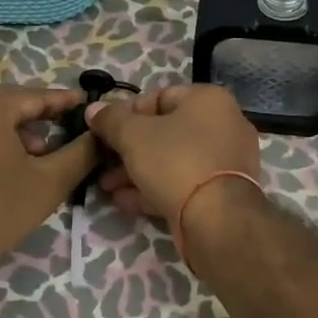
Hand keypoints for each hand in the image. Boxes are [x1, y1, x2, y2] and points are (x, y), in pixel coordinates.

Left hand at [0, 85, 98, 282]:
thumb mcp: (51, 181)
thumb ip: (81, 153)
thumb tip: (100, 135)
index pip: (35, 95)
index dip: (64, 100)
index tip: (88, 104)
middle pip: (11, 103)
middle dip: (42, 112)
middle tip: (69, 123)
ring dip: (20, 129)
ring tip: (44, 152)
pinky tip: (15, 166)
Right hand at [88, 85, 261, 226]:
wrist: (217, 221)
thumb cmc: (176, 161)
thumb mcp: (133, 136)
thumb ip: (111, 120)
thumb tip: (93, 109)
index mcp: (209, 100)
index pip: (160, 96)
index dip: (126, 111)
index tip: (102, 128)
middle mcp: (223, 125)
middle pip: (165, 131)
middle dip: (128, 148)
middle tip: (101, 161)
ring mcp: (224, 162)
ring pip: (172, 160)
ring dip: (136, 171)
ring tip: (105, 185)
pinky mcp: (221, 194)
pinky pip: (182, 183)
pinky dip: (154, 188)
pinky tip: (123, 200)